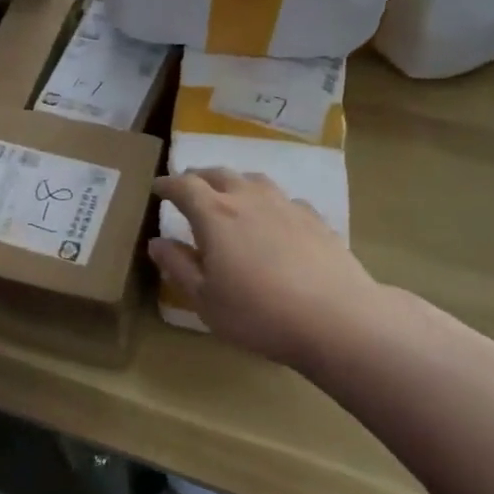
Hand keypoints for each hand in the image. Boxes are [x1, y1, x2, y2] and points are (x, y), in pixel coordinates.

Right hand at [149, 169, 400, 372]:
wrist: (337, 318)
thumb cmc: (258, 313)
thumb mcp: (204, 298)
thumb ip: (178, 266)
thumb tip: (156, 242)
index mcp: (214, 214)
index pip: (183, 186)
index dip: (167, 184)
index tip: (156, 188)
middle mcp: (248, 199)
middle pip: (218, 174)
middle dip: (198, 178)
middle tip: (188, 187)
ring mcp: (285, 205)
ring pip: (254, 180)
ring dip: (234, 182)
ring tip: (229, 195)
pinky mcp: (315, 219)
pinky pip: (285, 199)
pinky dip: (269, 202)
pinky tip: (274, 219)